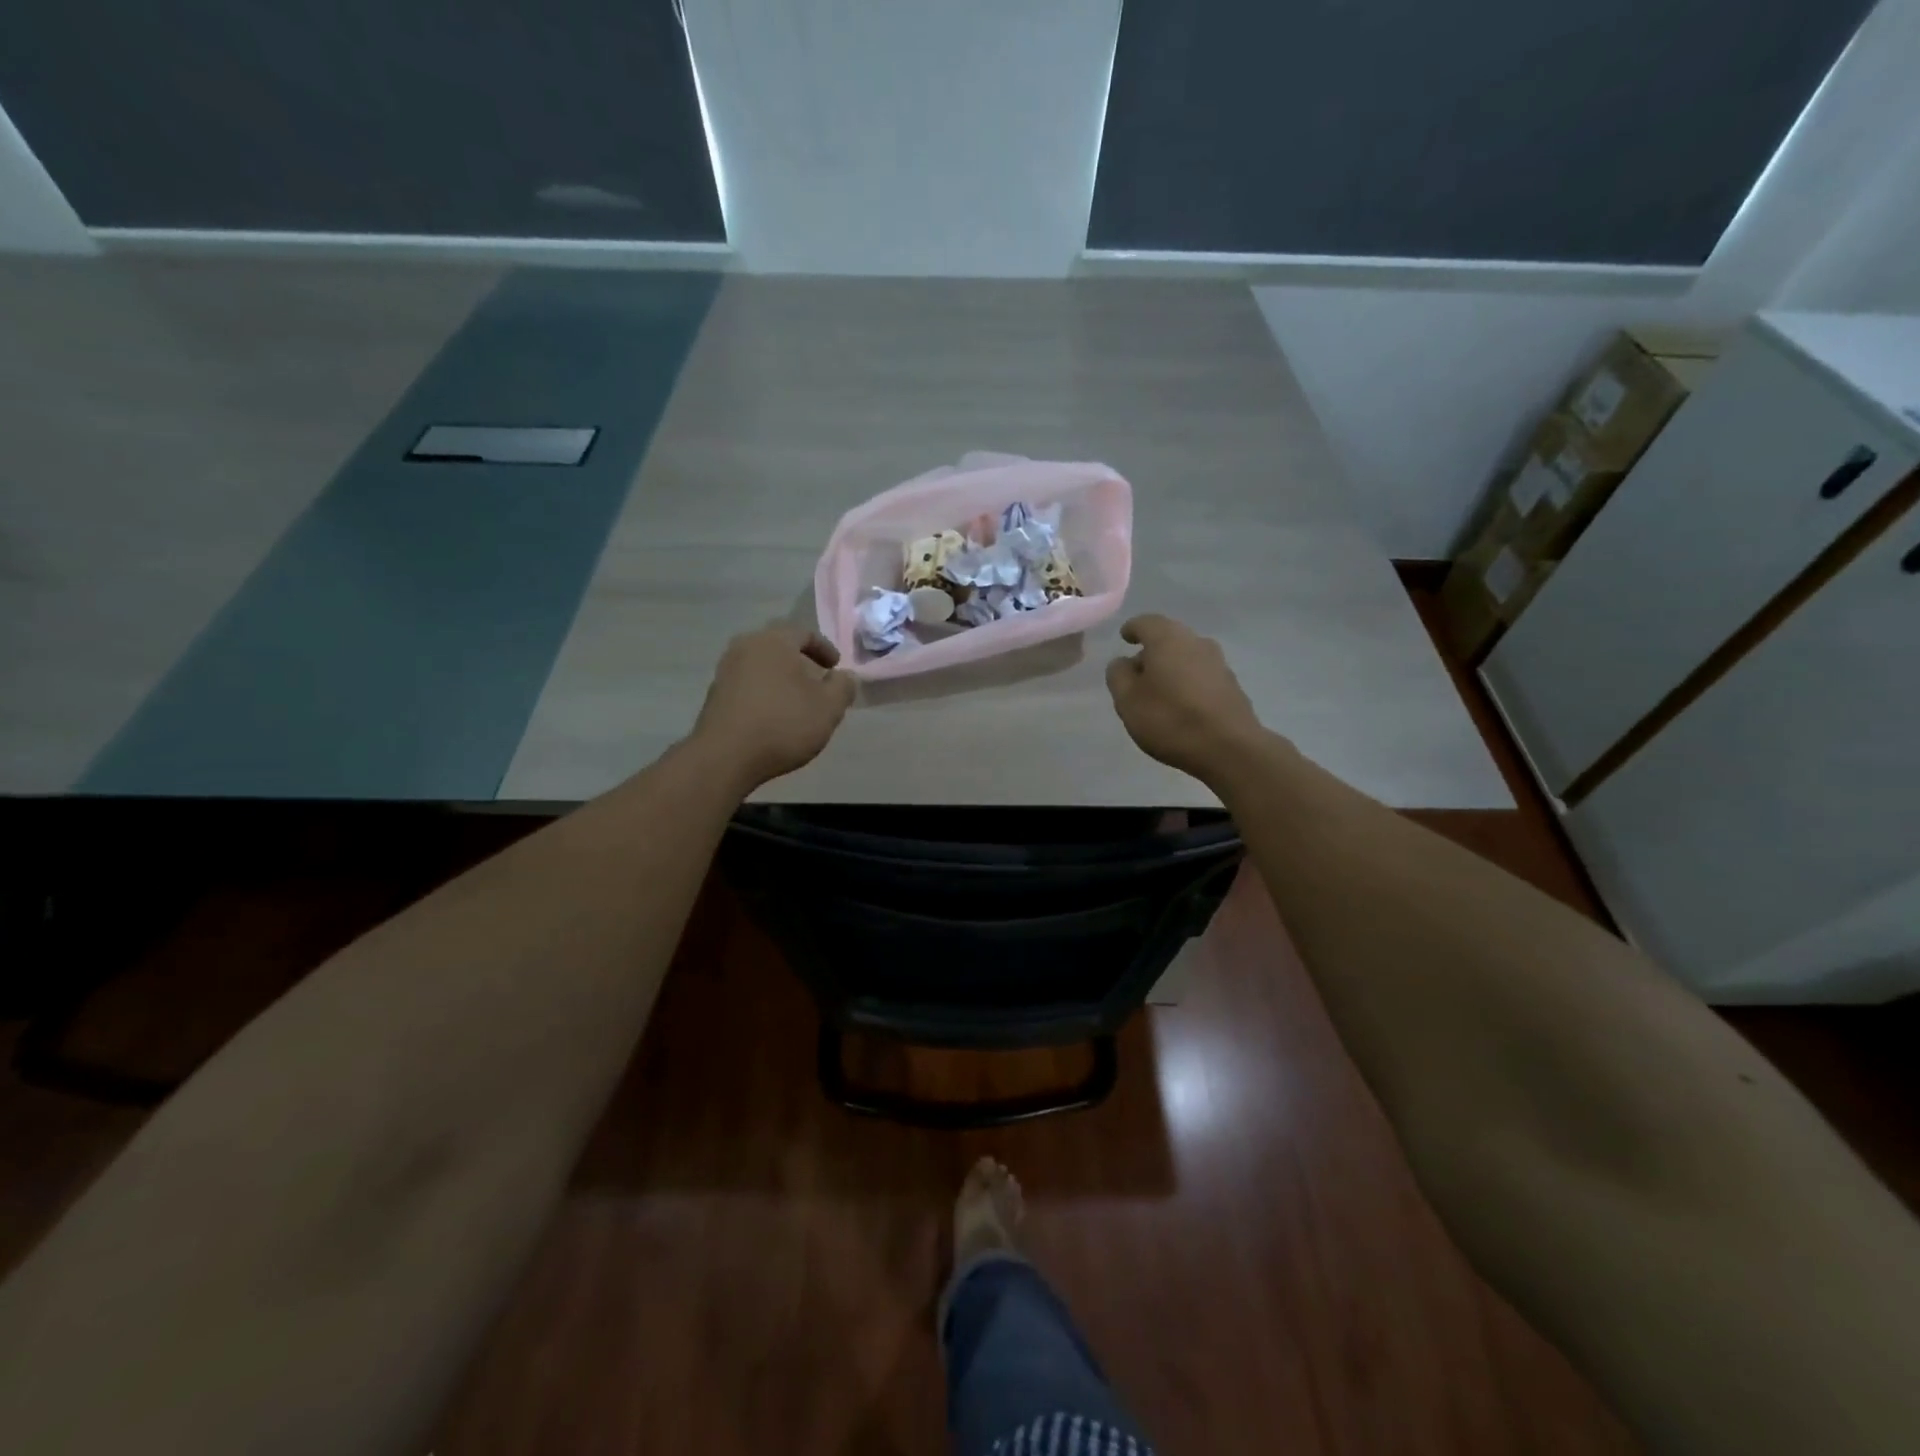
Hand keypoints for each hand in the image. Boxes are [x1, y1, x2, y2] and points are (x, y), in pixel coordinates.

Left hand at [693, 623, 856, 789]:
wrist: (725, 756)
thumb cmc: (783, 724)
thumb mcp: (829, 708)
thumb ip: (843, 686)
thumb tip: (844, 676)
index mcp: (774, 641)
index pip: (804, 633)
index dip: (825, 649)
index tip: (835, 668)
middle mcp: (745, 647)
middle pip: (779, 648)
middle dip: (801, 663)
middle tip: (817, 683)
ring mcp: (726, 671)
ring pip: (762, 667)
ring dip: (781, 680)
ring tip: (797, 702)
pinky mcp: (715, 695)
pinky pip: (747, 686)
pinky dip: (764, 694)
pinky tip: (774, 717)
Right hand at [1105, 614, 1267, 782]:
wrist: (1229, 748)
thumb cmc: (1170, 719)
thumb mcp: (1127, 700)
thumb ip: (1118, 675)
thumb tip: (1124, 662)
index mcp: (1167, 639)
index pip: (1146, 622)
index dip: (1132, 629)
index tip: (1125, 638)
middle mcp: (1196, 642)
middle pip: (1168, 638)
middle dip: (1151, 651)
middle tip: (1136, 672)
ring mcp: (1218, 663)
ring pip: (1186, 656)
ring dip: (1170, 668)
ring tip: (1157, 692)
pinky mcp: (1231, 686)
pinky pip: (1201, 676)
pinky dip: (1187, 683)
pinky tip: (1180, 705)